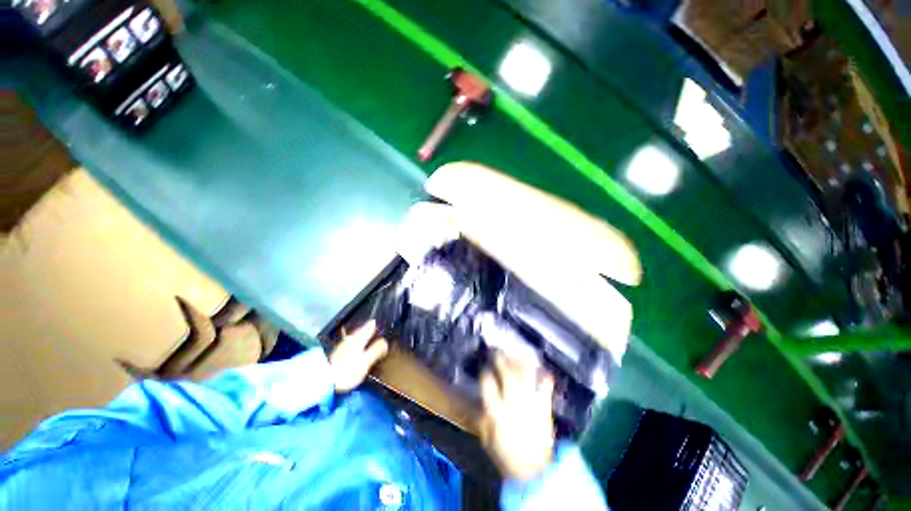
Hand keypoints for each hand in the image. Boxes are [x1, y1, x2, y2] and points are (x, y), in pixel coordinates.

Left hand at [329, 320, 388, 392]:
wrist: (325, 381)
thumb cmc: (348, 371)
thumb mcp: (366, 361)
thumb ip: (376, 350)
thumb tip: (385, 341)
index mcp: (357, 339)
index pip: (368, 327)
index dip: (374, 325)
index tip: (378, 322)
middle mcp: (350, 339)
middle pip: (360, 330)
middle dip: (367, 328)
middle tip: (373, 326)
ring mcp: (342, 346)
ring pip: (354, 336)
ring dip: (361, 334)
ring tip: (366, 334)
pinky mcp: (338, 353)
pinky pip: (350, 342)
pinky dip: (356, 341)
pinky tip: (356, 346)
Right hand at [479, 352, 555, 480]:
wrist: (534, 471)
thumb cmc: (507, 455)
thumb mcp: (487, 438)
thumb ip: (482, 418)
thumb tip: (479, 402)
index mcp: (496, 410)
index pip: (487, 383)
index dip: (485, 372)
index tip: (483, 367)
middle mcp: (512, 401)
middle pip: (505, 373)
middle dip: (500, 358)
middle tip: (496, 350)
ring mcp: (530, 402)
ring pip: (524, 374)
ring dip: (518, 361)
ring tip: (514, 354)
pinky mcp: (544, 406)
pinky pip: (544, 386)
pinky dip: (544, 376)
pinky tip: (541, 369)